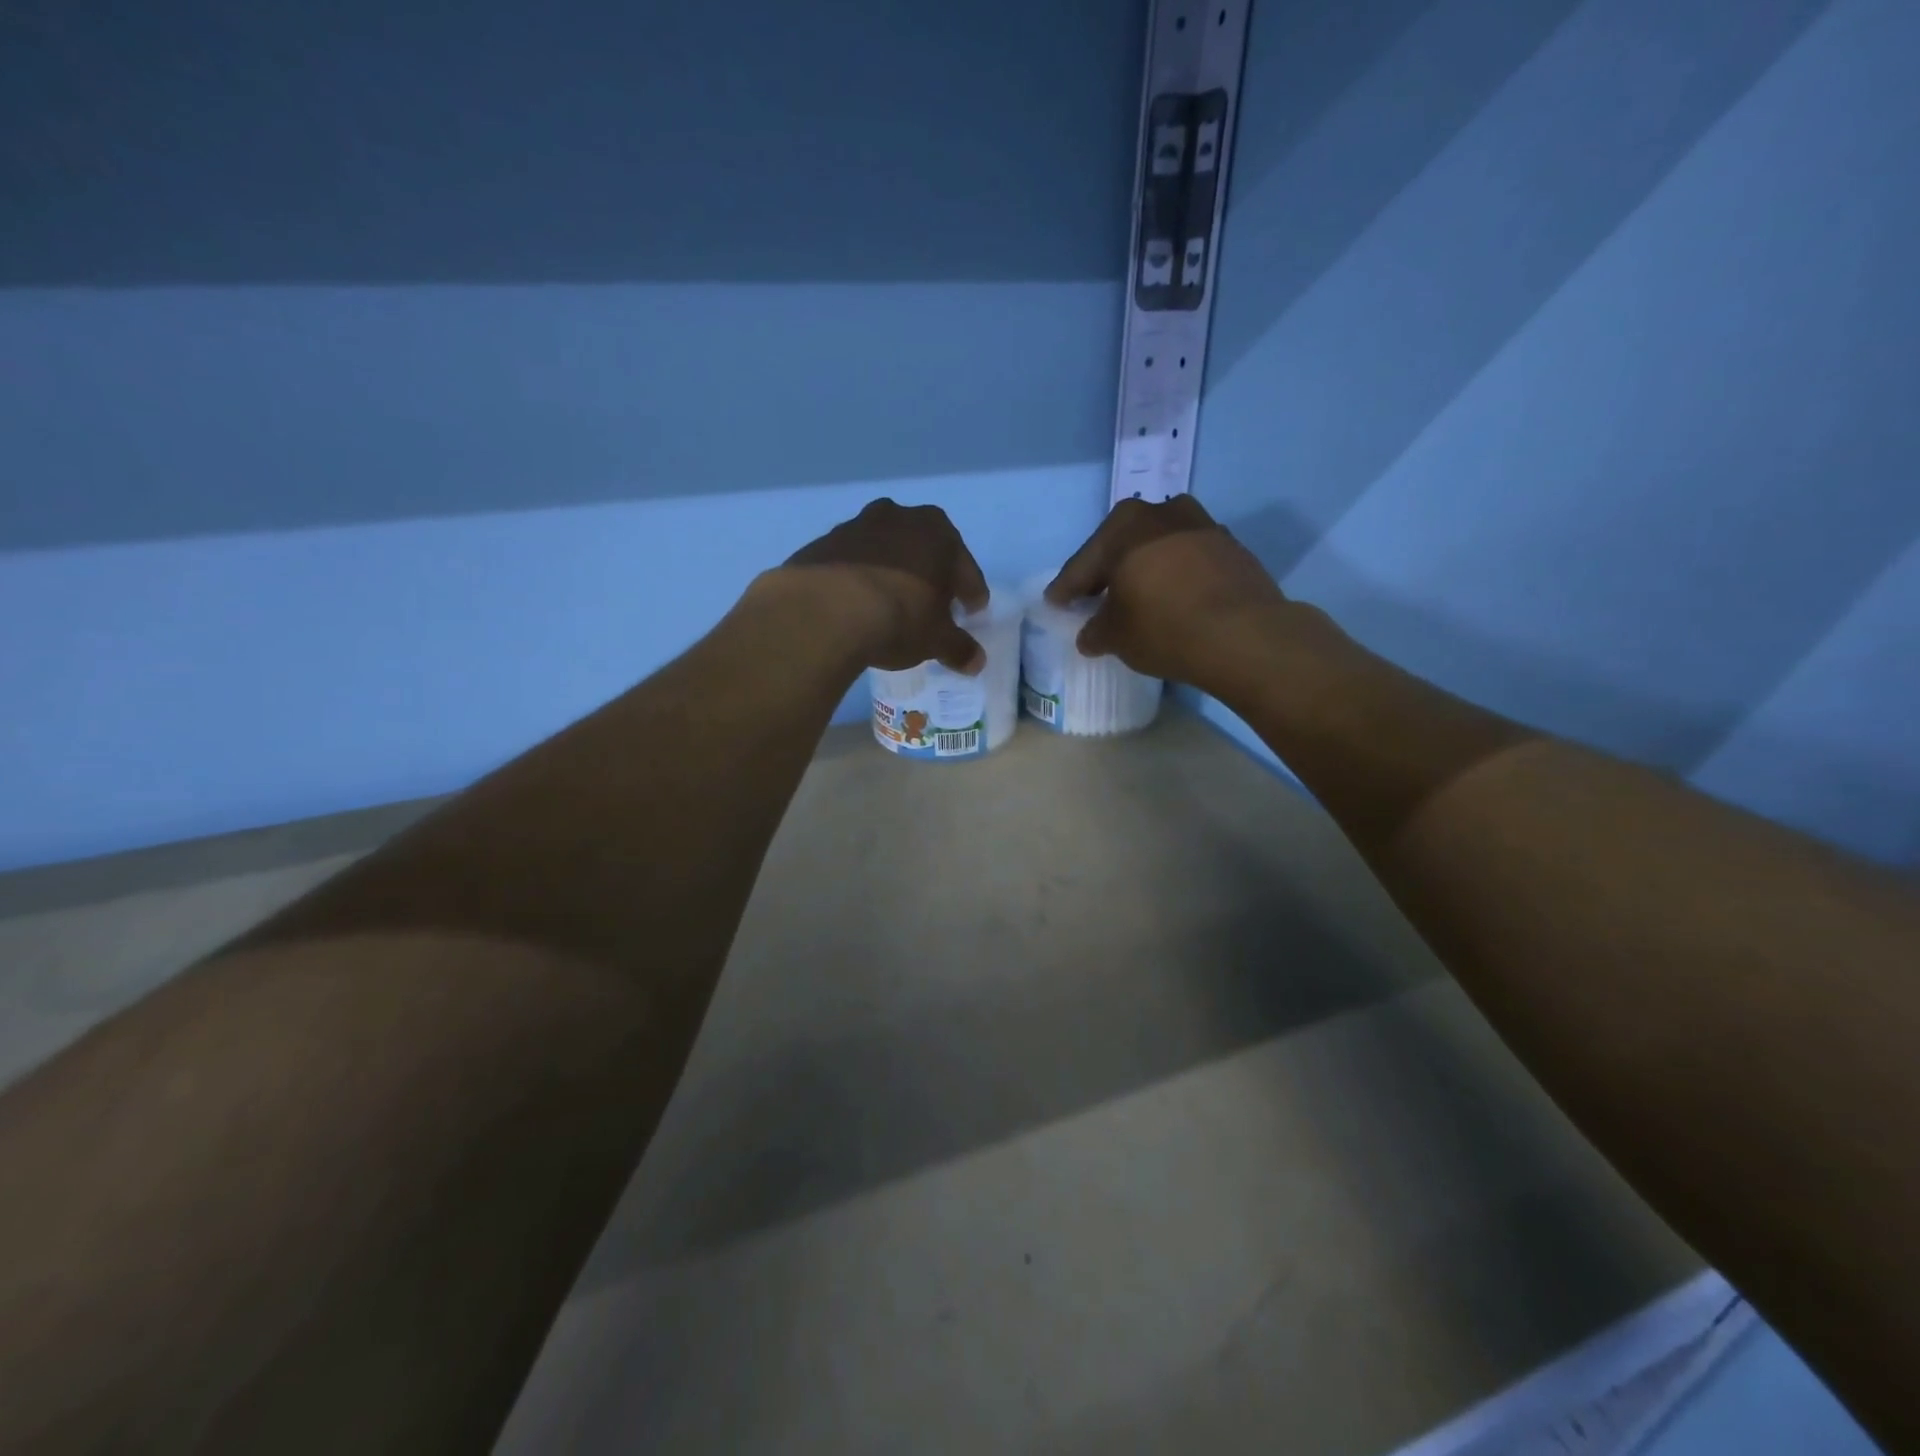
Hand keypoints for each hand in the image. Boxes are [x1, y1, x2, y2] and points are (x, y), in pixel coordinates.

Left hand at [770, 499, 991, 673]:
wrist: (823, 611)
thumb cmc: (899, 617)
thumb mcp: (936, 640)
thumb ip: (959, 648)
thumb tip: (976, 661)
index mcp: (937, 531)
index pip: (964, 566)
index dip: (971, 592)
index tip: (972, 612)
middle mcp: (898, 517)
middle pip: (923, 549)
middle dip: (931, 575)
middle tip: (933, 606)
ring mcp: (855, 526)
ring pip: (885, 552)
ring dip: (892, 573)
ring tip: (892, 605)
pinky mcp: (821, 544)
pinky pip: (851, 563)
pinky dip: (859, 580)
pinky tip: (857, 605)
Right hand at [1045, 496, 1289, 686]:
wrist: (1244, 635)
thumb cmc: (1163, 627)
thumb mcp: (1115, 636)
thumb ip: (1095, 631)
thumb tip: (1091, 634)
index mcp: (1124, 526)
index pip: (1084, 563)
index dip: (1066, 589)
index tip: (1055, 603)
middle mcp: (1163, 512)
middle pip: (1122, 547)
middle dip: (1106, 573)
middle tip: (1093, 598)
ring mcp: (1203, 526)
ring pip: (1159, 550)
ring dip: (1144, 571)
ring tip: (1136, 598)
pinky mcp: (1232, 548)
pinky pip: (1189, 561)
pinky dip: (1175, 578)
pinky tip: (1172, 601)